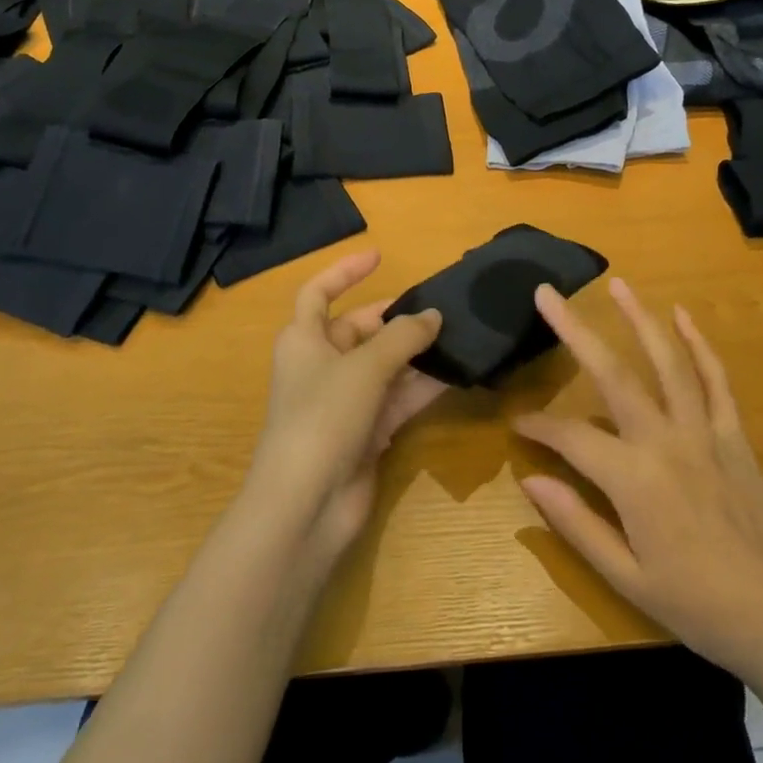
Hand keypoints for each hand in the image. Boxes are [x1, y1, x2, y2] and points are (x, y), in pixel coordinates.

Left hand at [248, 250, 444, 562]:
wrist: (306, 506)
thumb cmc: (324, 417)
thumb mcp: (365, 367)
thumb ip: (403, 337)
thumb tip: (434, 316)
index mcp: (303, 340)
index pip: (318, 292)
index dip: (345, 271)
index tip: (379, 256)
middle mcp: (321, 365)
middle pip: (361, 329)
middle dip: (397, 319)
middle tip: (441, 310)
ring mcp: (344, 401)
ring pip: (385, 365)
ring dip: (417, 353)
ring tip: (459, 337)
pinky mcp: (365, 432)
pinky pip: (398, 398)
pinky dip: (422, 386)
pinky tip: (456, 374)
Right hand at [513, 277, 762, 681]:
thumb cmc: (696, 605)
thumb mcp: (626, 577)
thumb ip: (576, 523)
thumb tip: (529, 480)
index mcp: (633, 478)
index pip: (571, 436)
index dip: (539, 427)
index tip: (516, 423)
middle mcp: (665, 440)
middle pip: (613, 373)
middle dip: (574, 330)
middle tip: (547, 294)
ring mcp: (704, 431)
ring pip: (668, 361)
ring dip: (640, 318)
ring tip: (618, 284)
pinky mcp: (733, 434)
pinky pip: (716, 379)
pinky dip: (699, 345)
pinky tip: (684, 315)